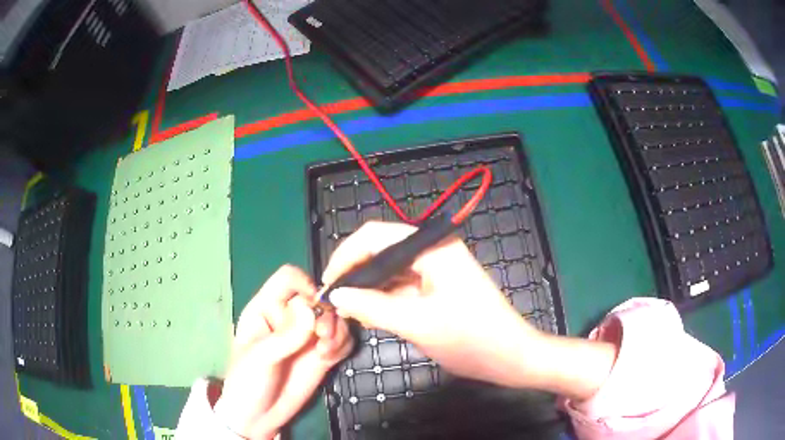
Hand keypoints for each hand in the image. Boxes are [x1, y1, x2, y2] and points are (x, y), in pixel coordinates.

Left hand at [214, 265, 353, 438]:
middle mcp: (289, 317)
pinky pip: (343, 339)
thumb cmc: (248, 382)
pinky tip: (331, 357)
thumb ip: (285, 335)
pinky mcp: (323, 354)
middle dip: (326, 314)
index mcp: (266, 308)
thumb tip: (312, 309)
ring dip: (338, 331)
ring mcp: (308, 337)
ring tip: (327, 352)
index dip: (305, 285)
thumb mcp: (260, 357)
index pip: (289, 279)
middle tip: (323, 337)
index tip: (315, 307)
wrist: (259, 417)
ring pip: (335, 318)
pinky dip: (343, 344)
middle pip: (318, 298)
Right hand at [323, 222, 616, 399]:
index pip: (376, 236)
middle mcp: (434, 250)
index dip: (346, 255)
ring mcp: (437, 268)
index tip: (328, 283)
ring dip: (368, 288)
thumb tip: (336, 295)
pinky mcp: (438, 286)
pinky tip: (367, 313)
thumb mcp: (416, 323)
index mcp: (433, 246)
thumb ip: (372, 306)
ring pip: (390, 270)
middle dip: (355, 273)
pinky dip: (384, 298)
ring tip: (345, 309)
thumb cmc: (470, 338)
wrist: (510, 357)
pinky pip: (402, 286)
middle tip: (333, 299)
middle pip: (382, 251)